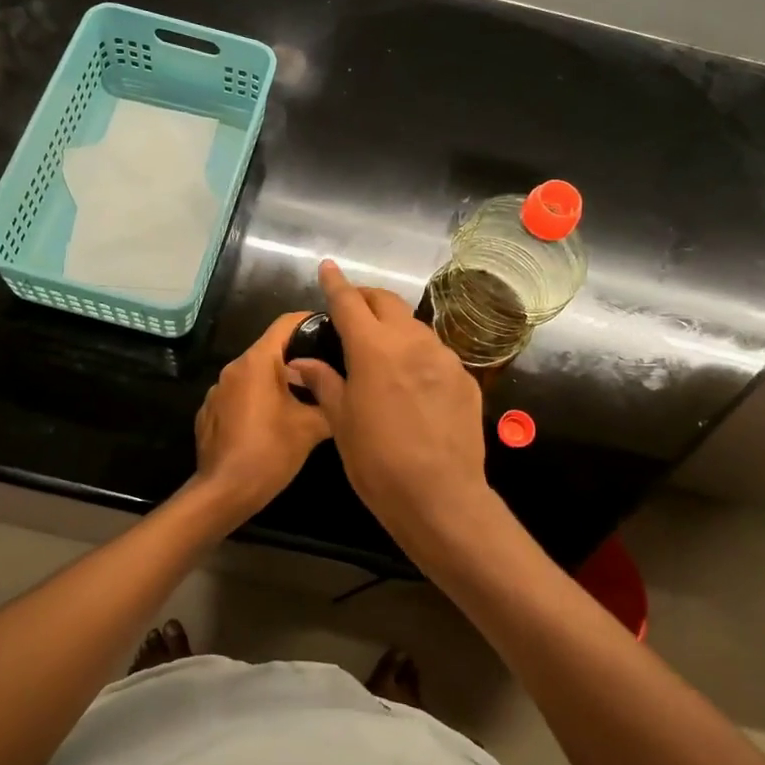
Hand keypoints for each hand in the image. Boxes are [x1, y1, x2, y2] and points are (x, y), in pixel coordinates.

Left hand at [190, 311, 331, 525]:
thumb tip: (342, 394)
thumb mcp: (311, 428)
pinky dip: (258, 400)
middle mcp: (233, 368)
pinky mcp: (210, 413)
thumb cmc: (270, 452)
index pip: (286, 323)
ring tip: (305, 399)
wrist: (223, 492)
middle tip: (328, 370)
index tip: (333, 329)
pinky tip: (273, 423)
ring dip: (278, 382)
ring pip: (255, 374)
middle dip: (299, 357)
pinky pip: (240, 395)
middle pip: (270, 349)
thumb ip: (330, 402)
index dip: (311, 321)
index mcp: (257, 362)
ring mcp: (217, 391)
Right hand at [284, 261, 489, 543]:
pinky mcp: (465, 378)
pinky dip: (418, 355)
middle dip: (367, 298)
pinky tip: (412, 382)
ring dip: (394, 327)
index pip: (350, 302)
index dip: (336, 283)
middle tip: (353, 309)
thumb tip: (299, 362)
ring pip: (414, 326)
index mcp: (373, 349)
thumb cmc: (378, 462)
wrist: (441, 496)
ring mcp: (443, 357)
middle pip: (387, 302)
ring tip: (382, 349)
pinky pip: (436, 354)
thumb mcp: (342, 422)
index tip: (329, 267)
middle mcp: (411, 342)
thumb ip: (324, 382)